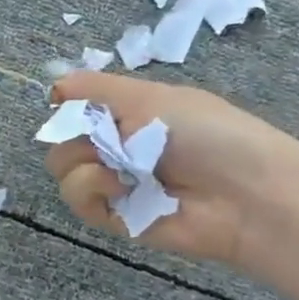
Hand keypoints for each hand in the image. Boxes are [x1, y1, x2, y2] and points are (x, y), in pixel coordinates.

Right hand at [43, 72, 298, 269]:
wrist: (245, 193)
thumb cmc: (206, 133)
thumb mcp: (151, 96)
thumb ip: (97, 87)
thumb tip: (53, 82)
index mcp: (129, 115)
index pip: (76, 109)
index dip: (66, 106)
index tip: (62, 102)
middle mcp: (117, 148)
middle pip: (62, 139)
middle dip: (75, 135)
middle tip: (108, 139)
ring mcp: (114, 184)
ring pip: (62, 170)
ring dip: (83, 163)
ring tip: (120, 168)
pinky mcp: (113, 217)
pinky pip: (77, 199)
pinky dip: (90, 188)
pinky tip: (119, 187)